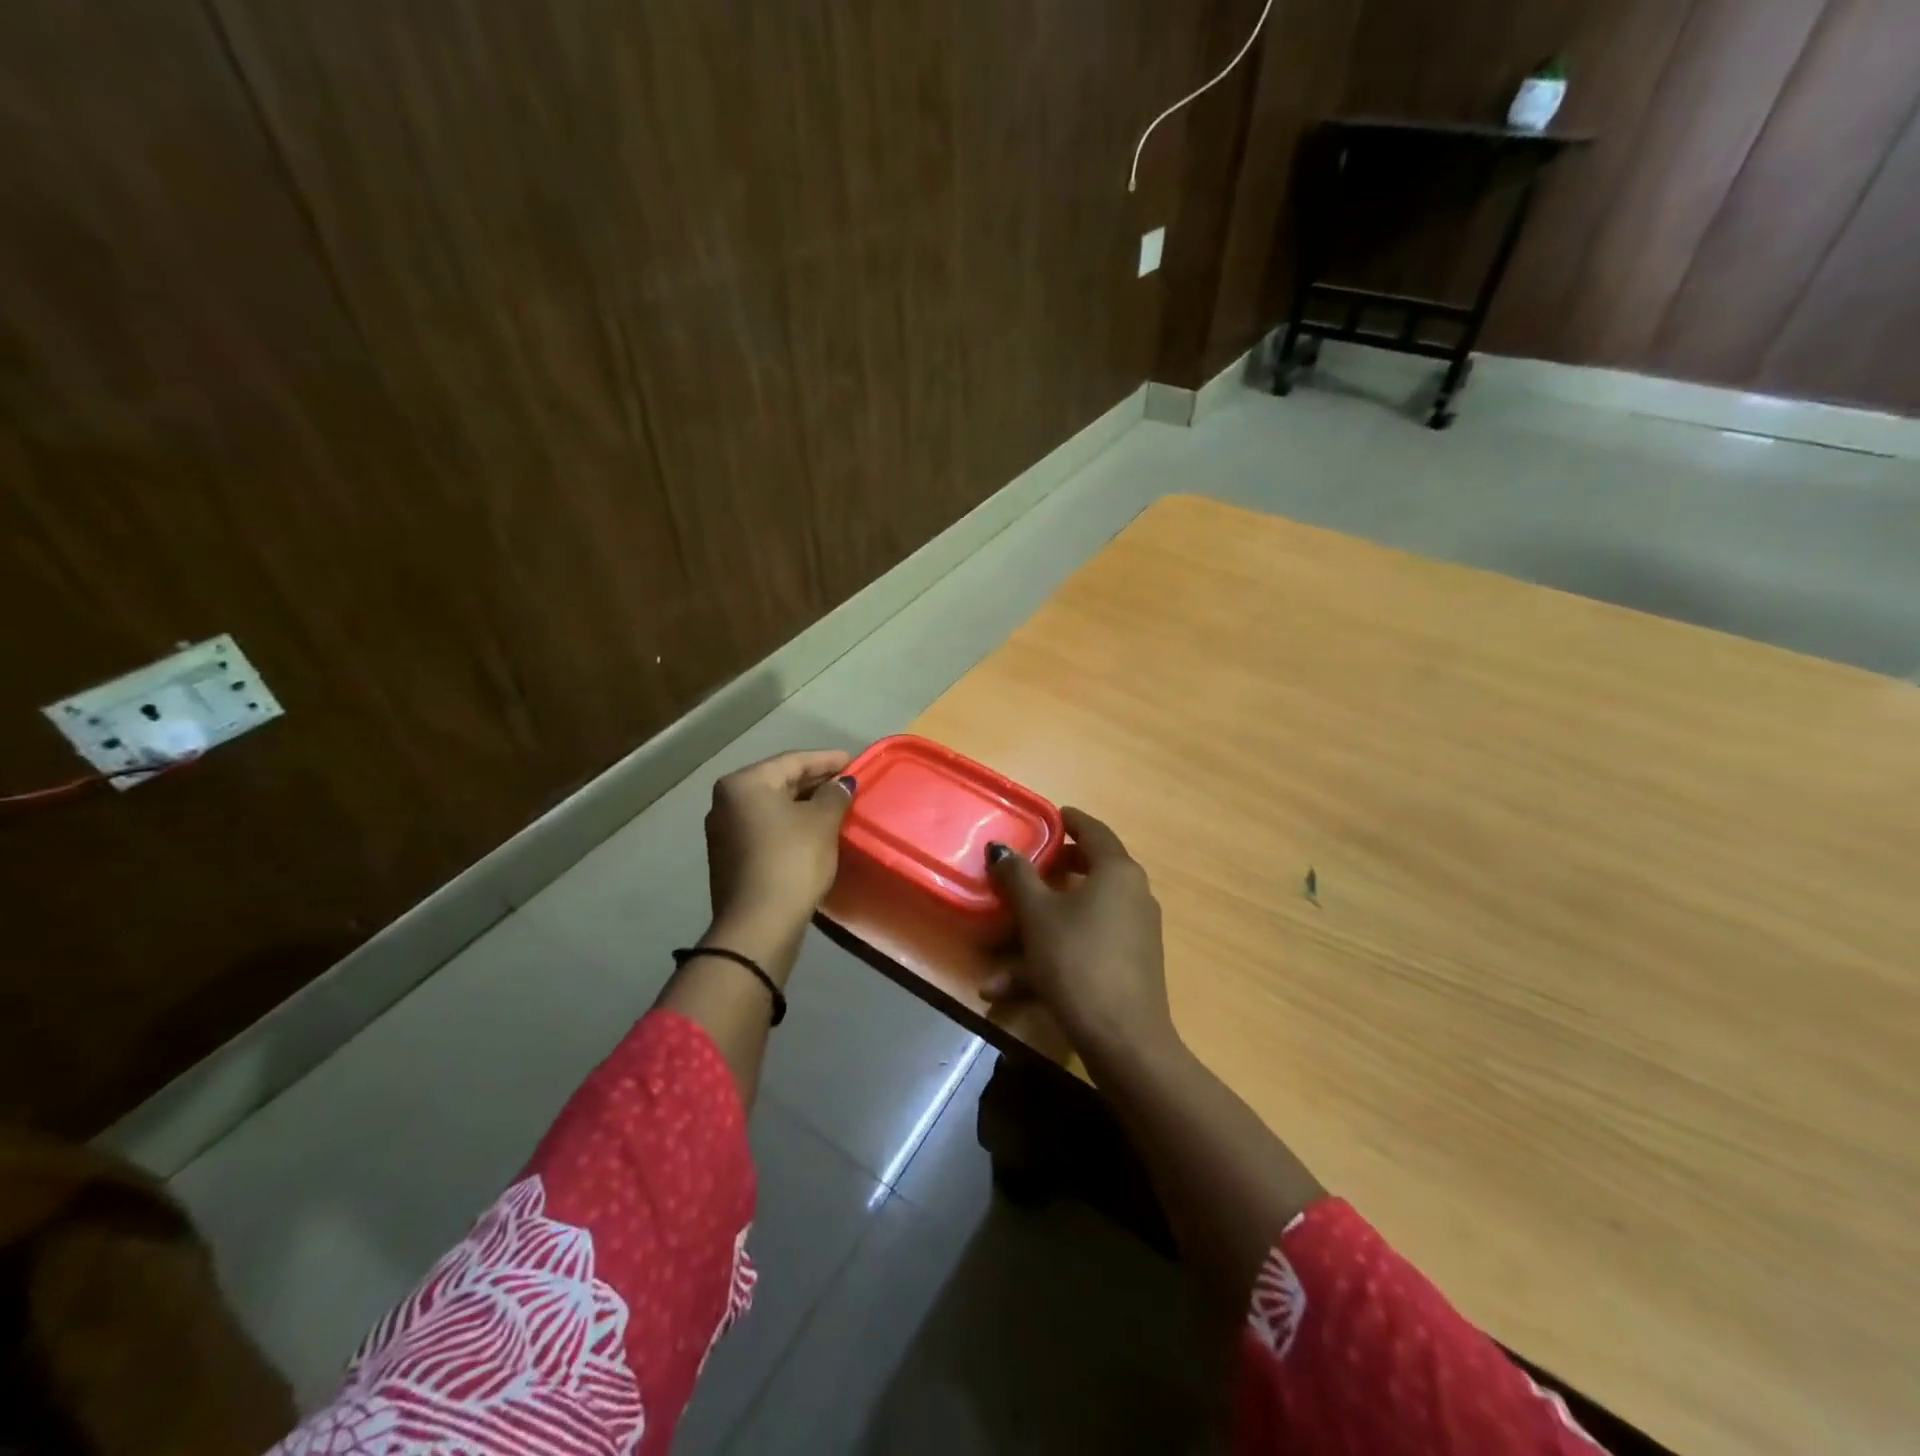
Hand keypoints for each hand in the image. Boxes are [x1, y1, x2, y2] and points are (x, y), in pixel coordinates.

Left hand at [703, 749, 854, 956]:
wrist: (759, 923)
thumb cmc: (792, 860)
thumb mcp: (822, 822)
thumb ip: (834, 795)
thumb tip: (841, 784)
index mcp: (744, 784)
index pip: (793, 761)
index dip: (827, 760)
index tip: (854, 761)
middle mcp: (726, 802)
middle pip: (779, 782)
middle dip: (815, 782)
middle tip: (847, 784)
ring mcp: (724, 832)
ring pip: (772, 808)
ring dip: (803, 805)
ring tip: (836, 806)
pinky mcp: (730, 858)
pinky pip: (766, 829)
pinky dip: (790, 825)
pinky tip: (814, 832)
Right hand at [983, 807, 1175, 1055]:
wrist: (1123, 1039)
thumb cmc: (1077, 960)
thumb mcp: (1038, 916)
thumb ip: (1018, 877)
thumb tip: (1001, 849)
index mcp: (1117, 872)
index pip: (1094, 831)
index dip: (1069, 820)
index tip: (1049, 816)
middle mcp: (1132, 895)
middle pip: (1087, 872)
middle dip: (1048, 875)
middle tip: (1023, 870)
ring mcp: (1133, 933)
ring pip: (1076, 919)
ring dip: (1034, 933)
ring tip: (993, 953)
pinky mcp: (1127, 966)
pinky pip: (1082, 948)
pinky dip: (1048, 960)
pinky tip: (1005, 989)